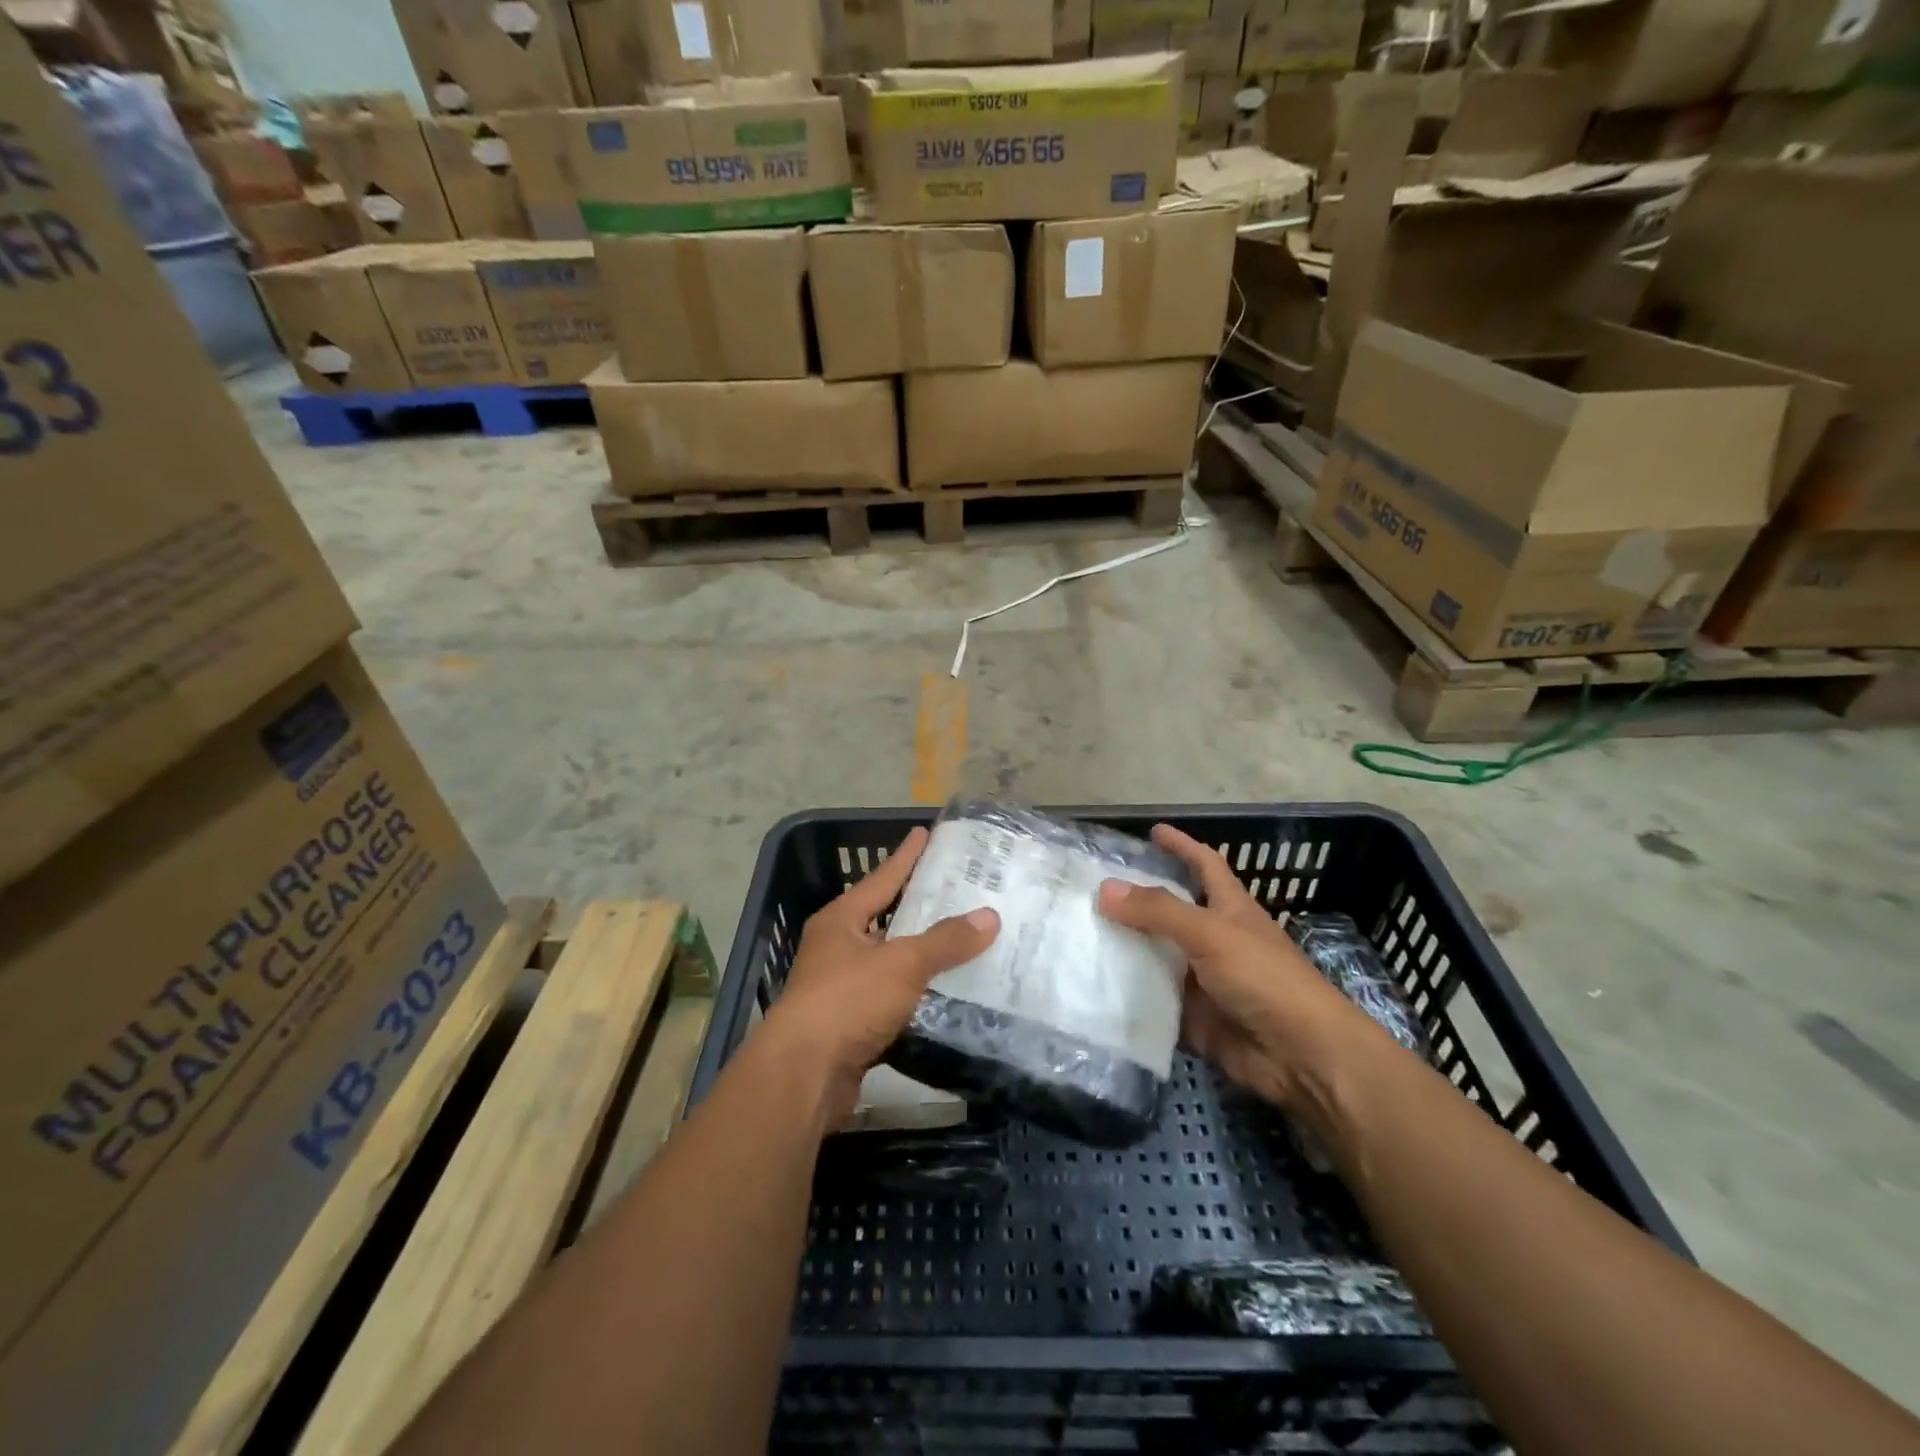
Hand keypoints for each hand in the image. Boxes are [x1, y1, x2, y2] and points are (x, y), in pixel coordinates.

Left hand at [764, 826, 998, 1125]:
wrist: (803, 1075)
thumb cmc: (847, 1001)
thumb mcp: (902, 963)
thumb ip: (946, 940)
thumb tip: (989, 917)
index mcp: (841, 920)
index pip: (882, 878)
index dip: (906, 856)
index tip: (925, 833)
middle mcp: (838, 948)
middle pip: (886, 918)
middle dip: (920, 906)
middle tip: (960, 889)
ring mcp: (842, 988)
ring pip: (891, 961)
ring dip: (922, 954)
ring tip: (964, 939)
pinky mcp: (851, 1025)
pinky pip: (894, 999)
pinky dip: (918, 994)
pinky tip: (948, 992)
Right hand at [1097, 825, 1375, 1125]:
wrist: (1300, 1056)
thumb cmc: (1264, 978)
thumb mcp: (1210, 933)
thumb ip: (1158, 910)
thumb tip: (1105, 888)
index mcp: (1229, 909)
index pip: (1203, 865)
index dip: (1181, 846)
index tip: (1152, 831)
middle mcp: (1214, 940)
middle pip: (1170, 912)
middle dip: (1136, 901)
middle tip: (1090, 890)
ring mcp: (1203, 981)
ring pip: (1156, 957)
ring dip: (1125, 950)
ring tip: (1078, 935)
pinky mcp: (1192, 1018)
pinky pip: (1153, 1002)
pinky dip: (1128, 997)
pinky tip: (1091, 988)